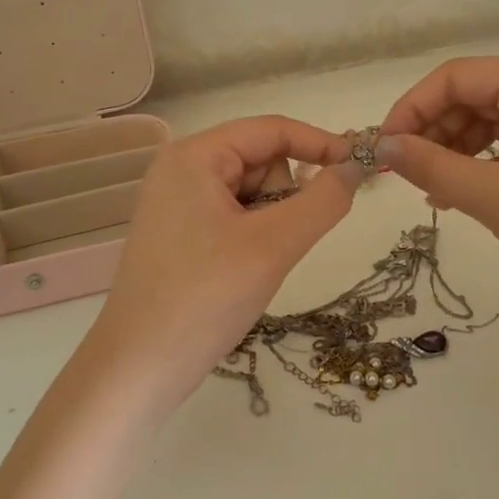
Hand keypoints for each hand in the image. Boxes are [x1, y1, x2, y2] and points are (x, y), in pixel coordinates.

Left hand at [86, 116, 361, 413]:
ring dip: (271, 223)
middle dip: (284, 197)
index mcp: (195, 157)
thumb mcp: (274, 245)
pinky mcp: (179, 235)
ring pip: (252, 194)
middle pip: (261, 161)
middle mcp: (181, 170)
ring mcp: (177, 204)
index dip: (320, 144)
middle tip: (277, 243)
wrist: (138, 368)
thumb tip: (355, 167)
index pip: (272, 129)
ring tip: (255, 264)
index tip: (361, 169)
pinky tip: (242, 273)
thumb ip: (322, 201)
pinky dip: (253, 239)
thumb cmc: (205, 298)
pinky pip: (234, 218)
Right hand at [376, 58, 498, 327]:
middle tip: (406, 175)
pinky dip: (483, 167)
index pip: (455, 76)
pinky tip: (465, 198)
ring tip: (434, 193)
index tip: (384, 150)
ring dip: (454, 152)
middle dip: (433, 130)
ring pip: (492, 124)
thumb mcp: (495, 196)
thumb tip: (381, 147)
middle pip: (474, 95)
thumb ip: (432, 167)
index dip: (412, 107)